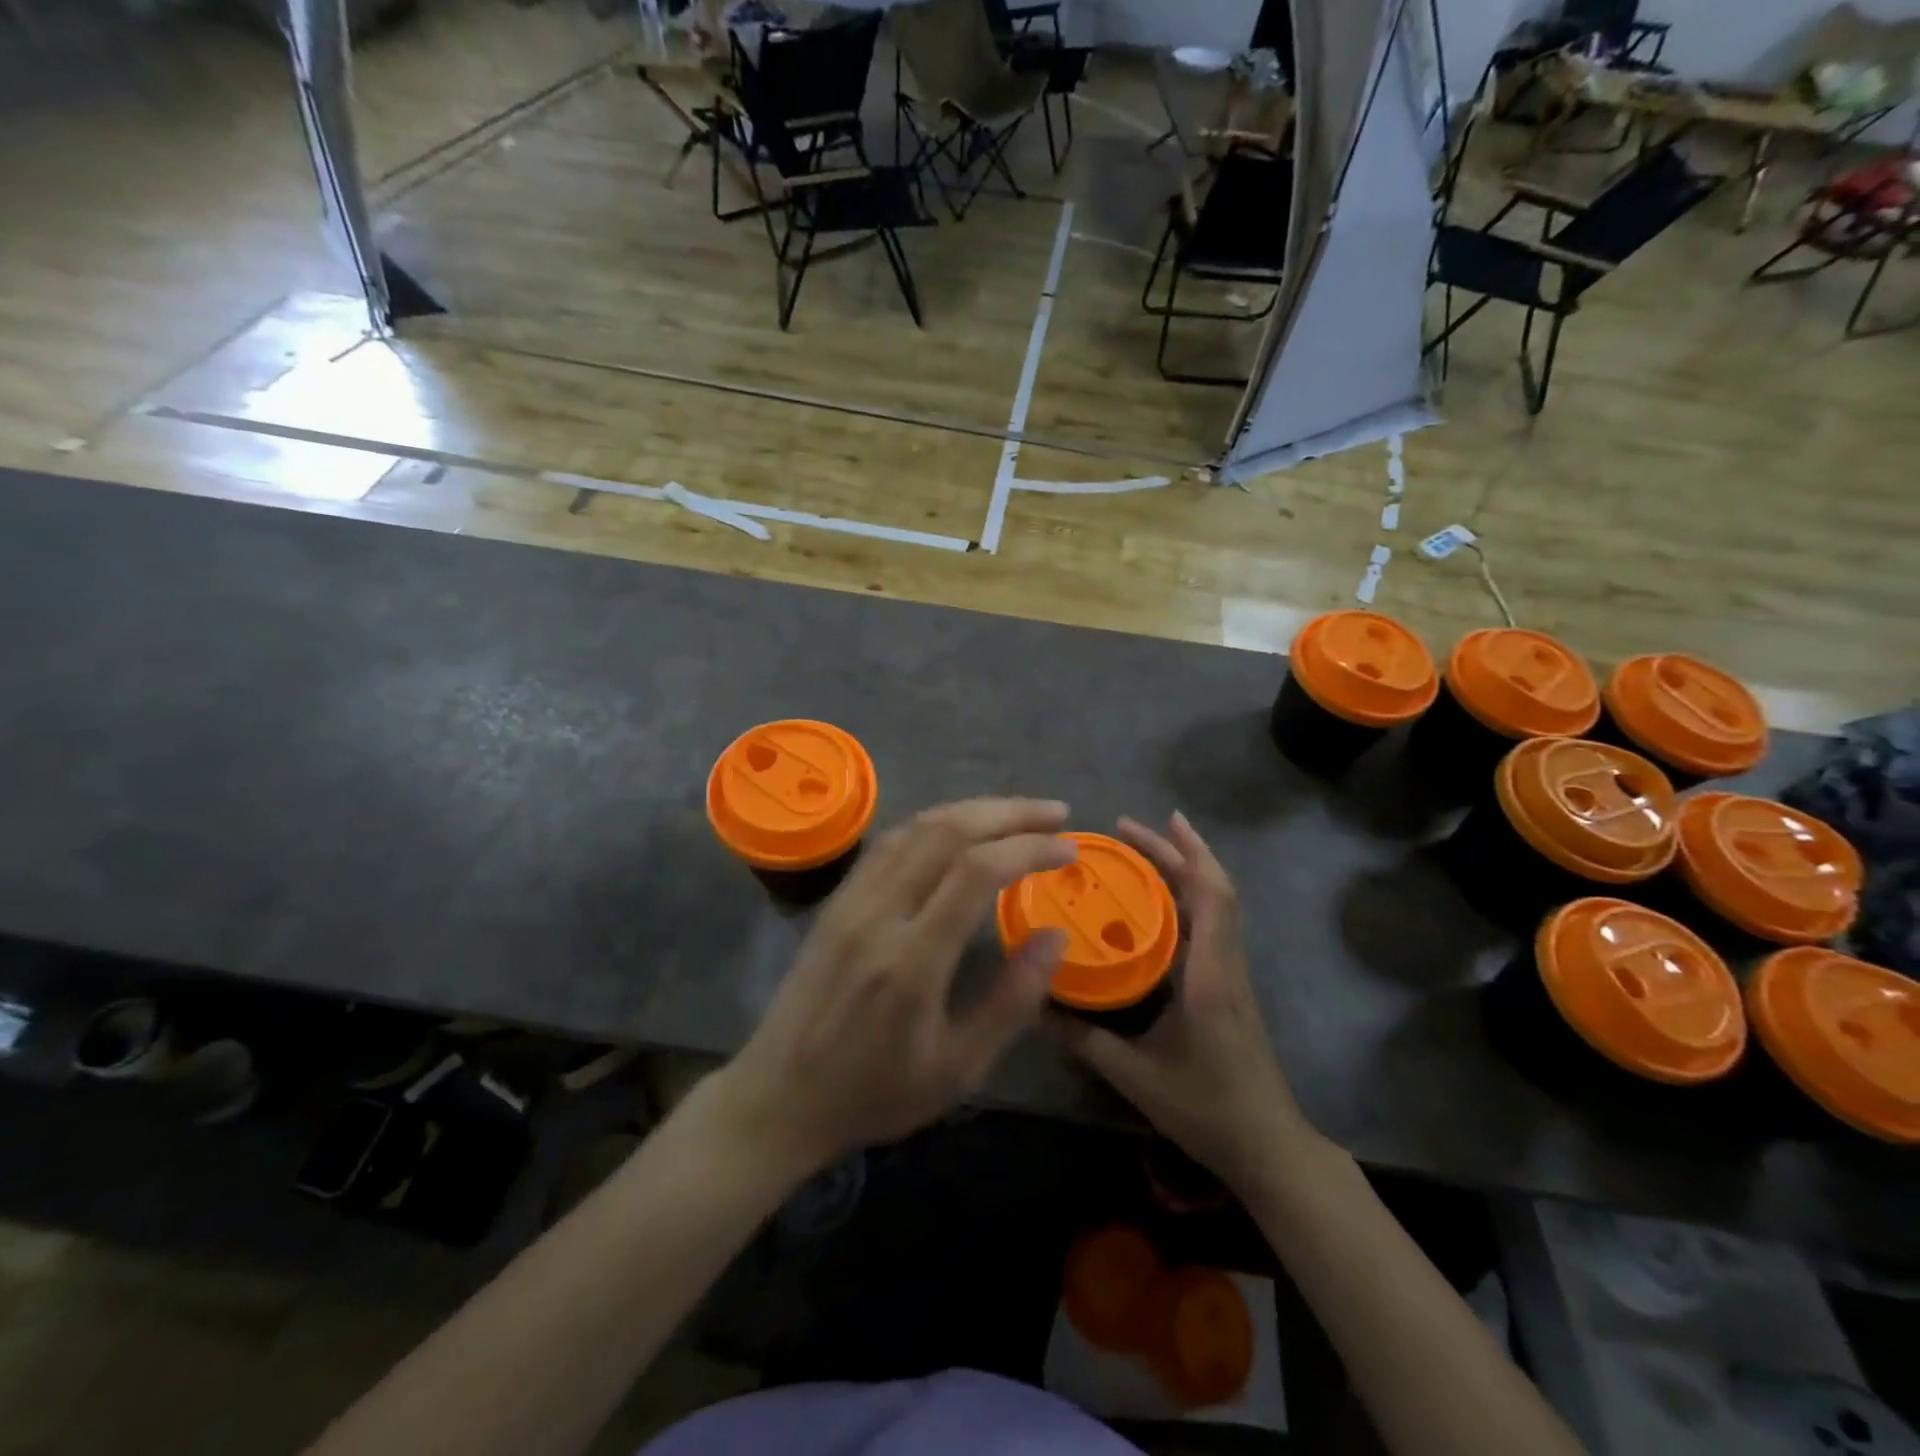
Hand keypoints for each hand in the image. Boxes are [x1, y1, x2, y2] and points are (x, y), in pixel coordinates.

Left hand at [718, 798, 1074, 1173]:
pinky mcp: (837, 900)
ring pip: (916, 827)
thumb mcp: (957, 1069)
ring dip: (972, 809)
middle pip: (947, 832)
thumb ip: (1011, 1001)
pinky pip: (890, 842)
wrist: (779, 1097)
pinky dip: (934, 823)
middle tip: (1057, 813)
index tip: (1068, 849)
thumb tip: (1055, 935)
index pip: (976, 872)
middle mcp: (878, 915)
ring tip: (1018, 813)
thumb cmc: (875, 1093)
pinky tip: (959, 829)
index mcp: (912, 962)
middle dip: (1008, 812)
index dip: (1028, 847)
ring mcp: (851, 901)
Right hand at [1055, 812, 1317, 1194]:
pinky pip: (1208, 926)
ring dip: (1182, 872)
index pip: (1212, 898)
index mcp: (1211, 976)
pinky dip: (1183, 900)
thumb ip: (1086, 1040)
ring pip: (1213, 906)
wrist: (1266, 1145)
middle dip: (1175, 852)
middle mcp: (1225, 964)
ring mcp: (1230, 974)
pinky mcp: (1227, 986)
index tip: (1164, 820)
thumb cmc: (1207, 1107)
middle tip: (1127, 829)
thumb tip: (1036, 1006)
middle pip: (1212, 890)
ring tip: (1137, 854)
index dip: (1192, 853)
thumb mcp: (1137, 1076)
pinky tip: (1150, 906)